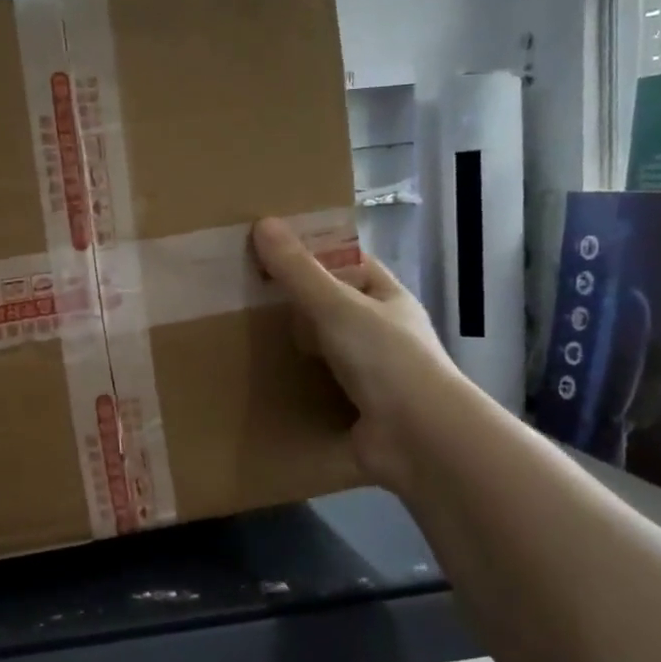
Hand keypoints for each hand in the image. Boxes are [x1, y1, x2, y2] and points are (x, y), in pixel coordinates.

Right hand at [251, 217, 462, 497]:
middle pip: (332, 307)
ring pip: (323, 349)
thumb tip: (264, 223)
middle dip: (295, 304)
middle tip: (245, 296)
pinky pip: (317, 388)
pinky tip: (261, 380)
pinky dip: (294, 384)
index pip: (349, 265)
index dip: (314, 255)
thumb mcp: (336, 306)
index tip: (270, 252)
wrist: (417, 438)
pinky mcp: (355, 409)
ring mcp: (370, 374)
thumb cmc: (385, 359)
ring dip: (292, 347)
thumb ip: (298, 270)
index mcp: (387, 299)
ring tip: (243, 336)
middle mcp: (381, 333)